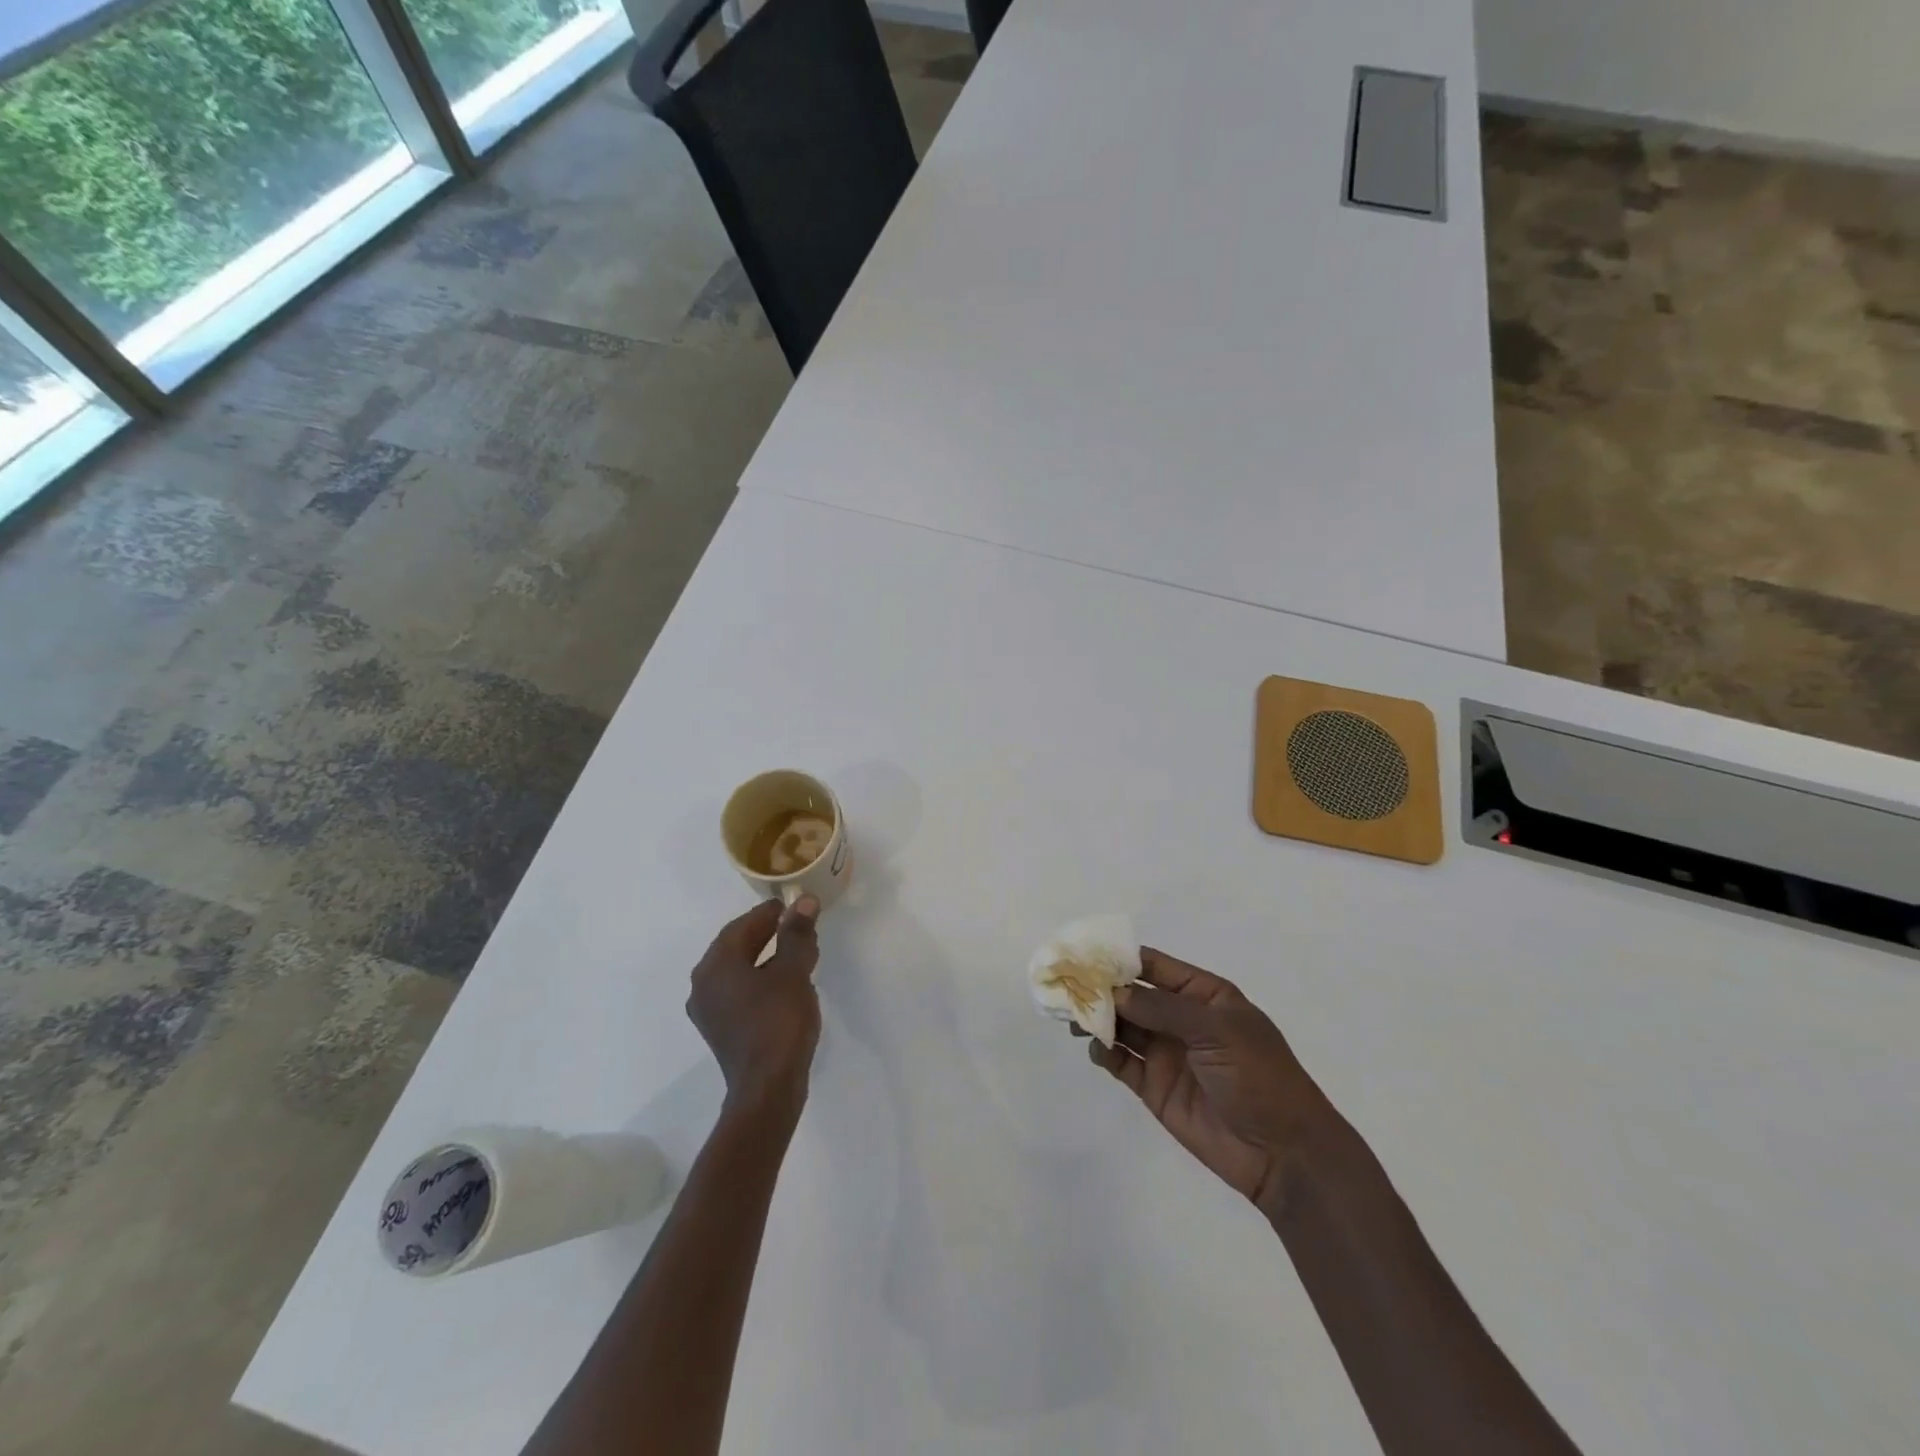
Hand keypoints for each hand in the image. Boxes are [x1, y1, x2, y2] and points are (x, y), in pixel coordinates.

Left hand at [688, 897, 821, 1117]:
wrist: (767, 1088)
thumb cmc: (778, 1021)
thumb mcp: (793, 971)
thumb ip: (796, 934)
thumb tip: (805, 902)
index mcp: (715, 966)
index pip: (742, 926)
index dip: (769, 913)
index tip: (794, 905)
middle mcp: (703, 985)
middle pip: (737, 947)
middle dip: (768, 934)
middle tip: (798, 926)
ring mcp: (710, 1011)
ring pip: (739, 971)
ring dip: (767, 958)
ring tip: (799, 953)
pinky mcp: (722, 1030)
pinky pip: (740, 992)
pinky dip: (761, 980)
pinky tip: (787, 984)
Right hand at [1088, 948, 1335, 1219]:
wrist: (1282, 1153)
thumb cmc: (1258, 1076)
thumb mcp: (1216, 1030)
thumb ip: (1162, 1009)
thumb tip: (1114, 993)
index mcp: (1203, 995)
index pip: (1154, 966)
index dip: (1120, 958)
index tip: (1084, 953)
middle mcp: (1181, 1019)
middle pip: (1132, 995)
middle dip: (1101, 989)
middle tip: (1067, 986)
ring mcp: (1166, 1053)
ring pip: (1122, 1026)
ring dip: (1098, 1019)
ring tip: (1072, 1017)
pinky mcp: (1154, 1087)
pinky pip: (1121, 1062)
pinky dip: (1103, 1052)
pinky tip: (1094, 1048)